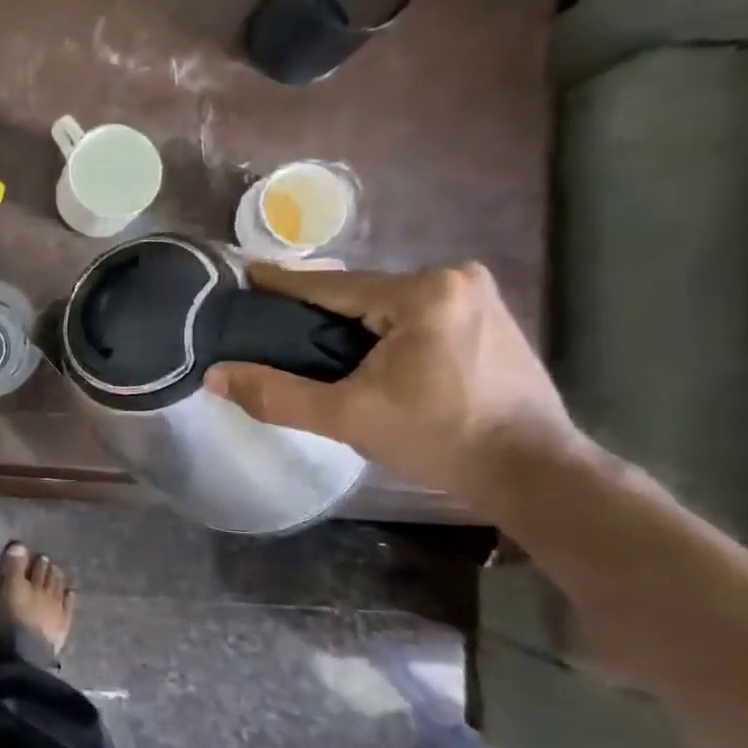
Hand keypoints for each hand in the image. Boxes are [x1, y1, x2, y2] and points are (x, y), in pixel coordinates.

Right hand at [204, 261, 585, 511]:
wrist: (532, 472)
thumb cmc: (439, 438)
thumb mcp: (347, 417)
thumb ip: (276, 395)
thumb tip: (215, 376)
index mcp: (423, 292)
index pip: (332, 285)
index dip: (282, 285)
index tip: (242, 275)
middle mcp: (454, 278)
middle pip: (360, 293)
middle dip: (316, 312)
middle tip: (270, 328)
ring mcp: (476, 296)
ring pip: (385, 305)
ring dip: (348, 324)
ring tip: (307, 346)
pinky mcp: (486, 317)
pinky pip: (412, 315)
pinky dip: (380, 331)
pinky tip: (361, 354)